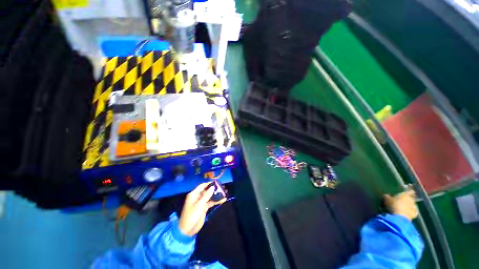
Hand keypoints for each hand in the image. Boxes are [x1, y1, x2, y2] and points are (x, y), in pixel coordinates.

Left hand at [179, 182, 225, 235]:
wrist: (187, 230)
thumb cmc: (191, 216)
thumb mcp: (199, 205)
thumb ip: (206, 195)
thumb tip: (213, 187)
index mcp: (194, 194)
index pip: (202, 186)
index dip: (209, 184)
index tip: (217, 182)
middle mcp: (198, 197)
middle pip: (207, 190)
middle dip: (214, 189)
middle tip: (223, 188)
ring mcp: (201, 202)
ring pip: (210, 196)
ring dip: (216, 195)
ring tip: (225, 193)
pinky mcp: (204, 207)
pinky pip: (211, 202)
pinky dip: (216, 201)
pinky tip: (223, 200)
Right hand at [383, 189, 418, 220]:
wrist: (400, 216)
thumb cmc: (393, 205)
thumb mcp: (387, 199)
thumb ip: (387, 196)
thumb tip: (386, 195)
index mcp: (405, 195)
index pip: (410, 191)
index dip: (410, 191)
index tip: (410, 191)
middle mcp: (411, 200)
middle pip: (412, 198)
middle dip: (409, 199)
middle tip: (404, 200)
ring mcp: (414, 208)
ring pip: (413, 205)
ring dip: (410, 206)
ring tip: (405, 207)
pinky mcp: (414, 214)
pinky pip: (414, 212)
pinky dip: (411, 212)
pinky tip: (408, 213)